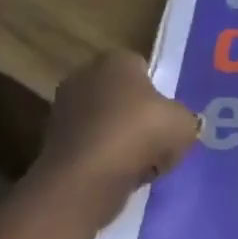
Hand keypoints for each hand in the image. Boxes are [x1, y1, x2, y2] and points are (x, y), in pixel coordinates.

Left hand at [35, 50, 199, 198]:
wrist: (87, 178)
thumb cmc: (140, 133)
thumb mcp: (184, 123)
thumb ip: (184, 118)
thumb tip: (179, 124)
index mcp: (116, 60)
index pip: (142, 67)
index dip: (160, 91)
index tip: (170, 115)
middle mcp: (84, 76)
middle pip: (122, 95)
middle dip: (138, 114)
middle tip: (160, 138)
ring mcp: (63, 109)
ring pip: (106, 122)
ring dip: (122, 139)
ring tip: (144, 163)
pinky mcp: (53, 142)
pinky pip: (92, 147)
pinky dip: (105, 159)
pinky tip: (122, 176)